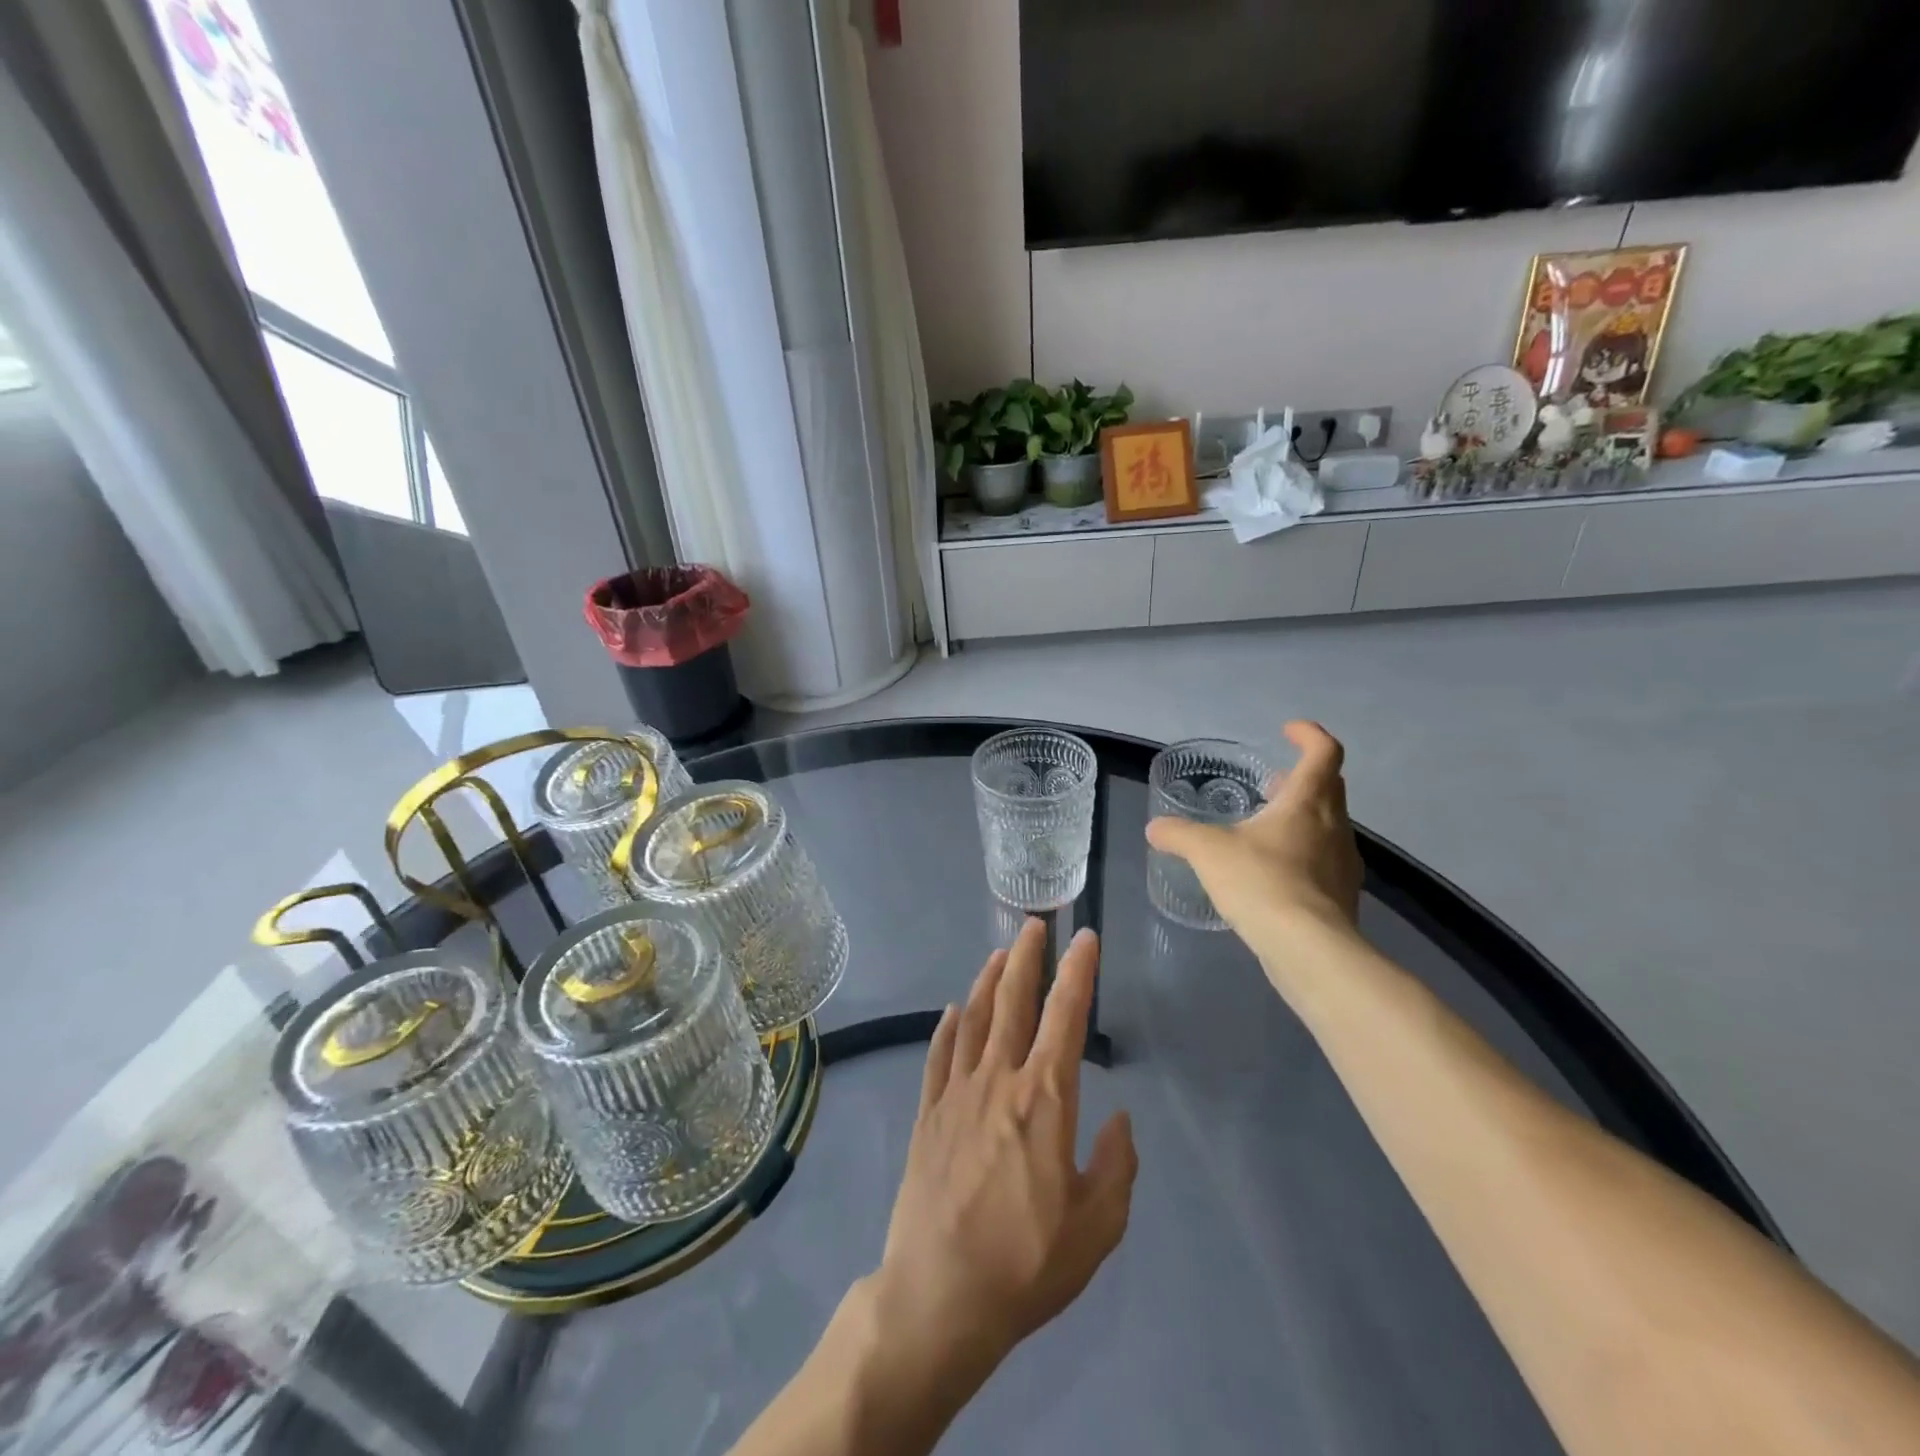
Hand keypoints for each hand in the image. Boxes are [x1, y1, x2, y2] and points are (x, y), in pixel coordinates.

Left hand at [870, 921, 1137, 1385]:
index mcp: (1045, 1099)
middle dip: (1027, 957)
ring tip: (999, 953)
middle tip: (1035, 924)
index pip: (1066, 1017)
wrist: (940, 1295)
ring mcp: (957, 1093)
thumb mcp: (1098, 1227)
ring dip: (988, 980)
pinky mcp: (928, 1113)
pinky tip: (954, 1010)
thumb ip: (1116, 1165)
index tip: (1085, 937)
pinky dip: (949, 1026)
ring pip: (974, 1018)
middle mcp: (999, 1080)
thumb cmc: (1027, 1263)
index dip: (1078, 972)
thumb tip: (1119, 1118)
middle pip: (1014, 1001)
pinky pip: (939, 1055)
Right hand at [1146, 722, 1363, 949]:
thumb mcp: (1207, 851)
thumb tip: (1155, 828)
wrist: (1308, 949)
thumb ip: (1179, 834)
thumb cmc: (1261, 882)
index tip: (1287, 731)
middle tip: (1270, 782)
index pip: (1323, 752)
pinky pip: (1324, 860)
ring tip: (1265, 829)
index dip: (1309, 735)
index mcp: (1307, 802)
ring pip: (1328, 824)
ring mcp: (1344, 863)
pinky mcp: (1342, 896)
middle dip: (1301, 777)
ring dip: (1302, 817)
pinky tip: (1272, 873)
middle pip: (1329, 786)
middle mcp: (1334, 825)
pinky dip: (1302, 854)